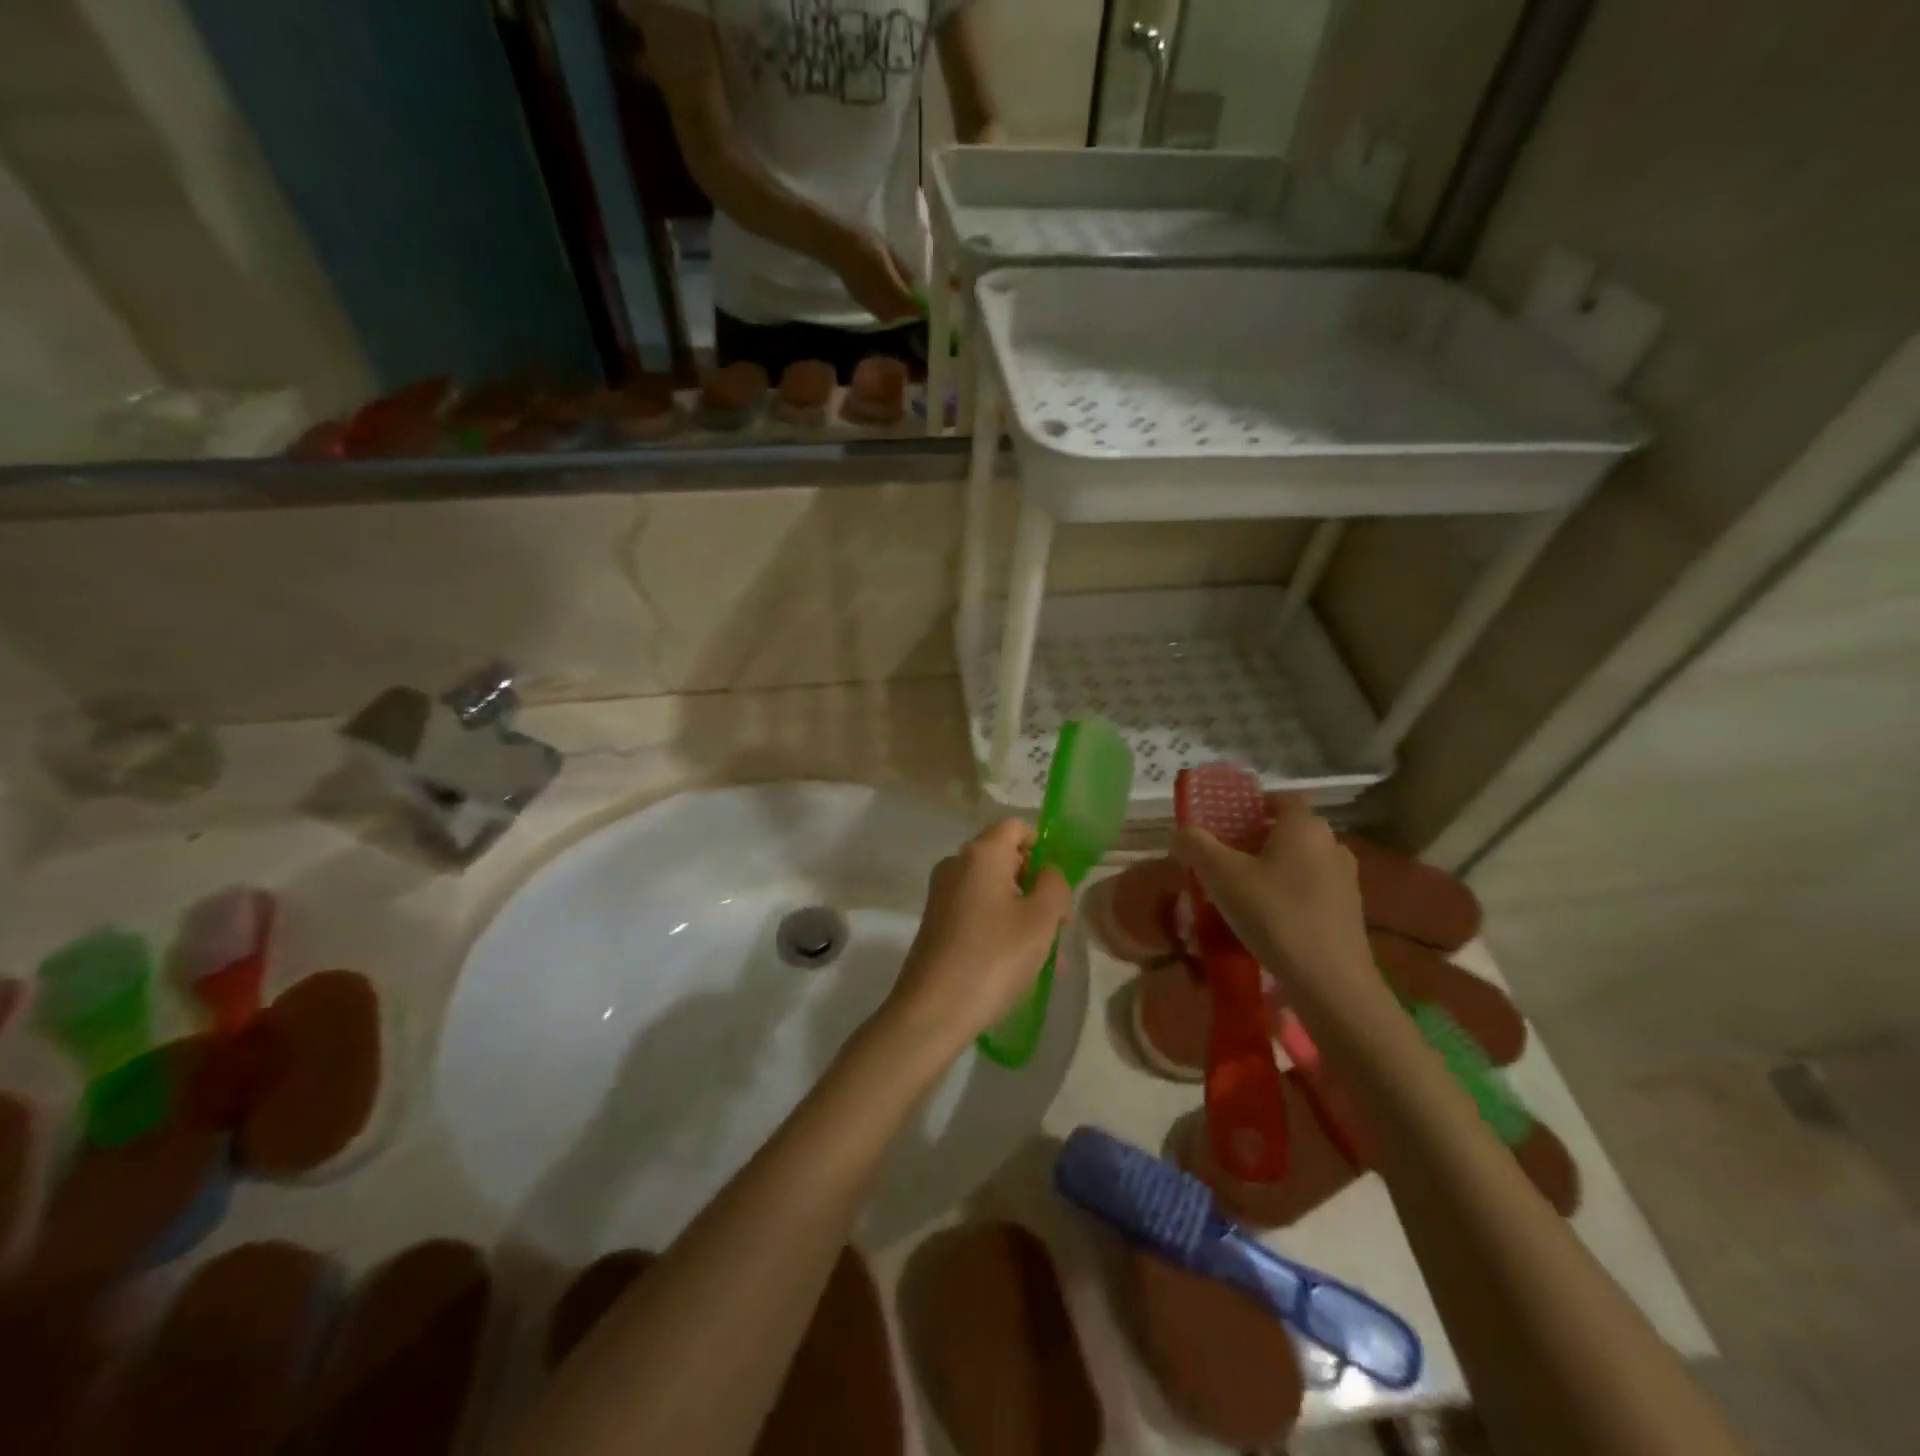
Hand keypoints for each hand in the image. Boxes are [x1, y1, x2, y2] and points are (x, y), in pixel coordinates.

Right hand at [826, 226, 920, 323]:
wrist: (836, 244)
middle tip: (915, 302)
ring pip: (889, 316)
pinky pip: (879, 312)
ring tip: (902, 300)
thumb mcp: (889, 251)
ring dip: (897, 311)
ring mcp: (870, 304)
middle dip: (908, 311)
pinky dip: (887, 309)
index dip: (919, 307)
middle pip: (900, 315)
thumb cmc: (864, 241)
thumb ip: (903, 270)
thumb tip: (916, 285)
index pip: (909, 305)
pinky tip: (888, 298)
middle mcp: (880, 300)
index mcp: (890, 285)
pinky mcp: (862, 303)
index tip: (926, 305)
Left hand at [883, 819, 1071, 1056]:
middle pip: (1006, 858)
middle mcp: (956, 864)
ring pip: (995, 891)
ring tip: (1049, 957)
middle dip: (1037, 886)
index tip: (1059, 885)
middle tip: (1060, 925)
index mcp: (981, 853)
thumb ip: (1054, 885)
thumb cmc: (994, 958)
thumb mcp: (1041, 920)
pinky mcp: (936, 922)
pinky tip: (1021, 965)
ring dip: (1024, 914)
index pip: (1016, 827)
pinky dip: (1001, 928)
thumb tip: (1047, 873)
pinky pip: (978, 912)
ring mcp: (942, 894)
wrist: (932, 1011)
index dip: (1043, 848)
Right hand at [1170, 792, 1372, 994]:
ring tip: (1239, 894)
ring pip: (1298, 863)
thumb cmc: (1274, 915)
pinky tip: (1266, 921)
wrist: (1331, 982)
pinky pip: (1310, 890)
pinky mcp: (1349, 912)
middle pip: (1287, 832)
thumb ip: (1196, 846)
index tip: (1225, 824)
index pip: (1280, 799)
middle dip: (1254, 842)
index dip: (1252, 806)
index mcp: (1304, 827)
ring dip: (1270, 871)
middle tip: (1222, 861)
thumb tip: (1181, 833)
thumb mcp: (1221, 876)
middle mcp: (1331, 845)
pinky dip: (1287, 895)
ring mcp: (1345, 880)